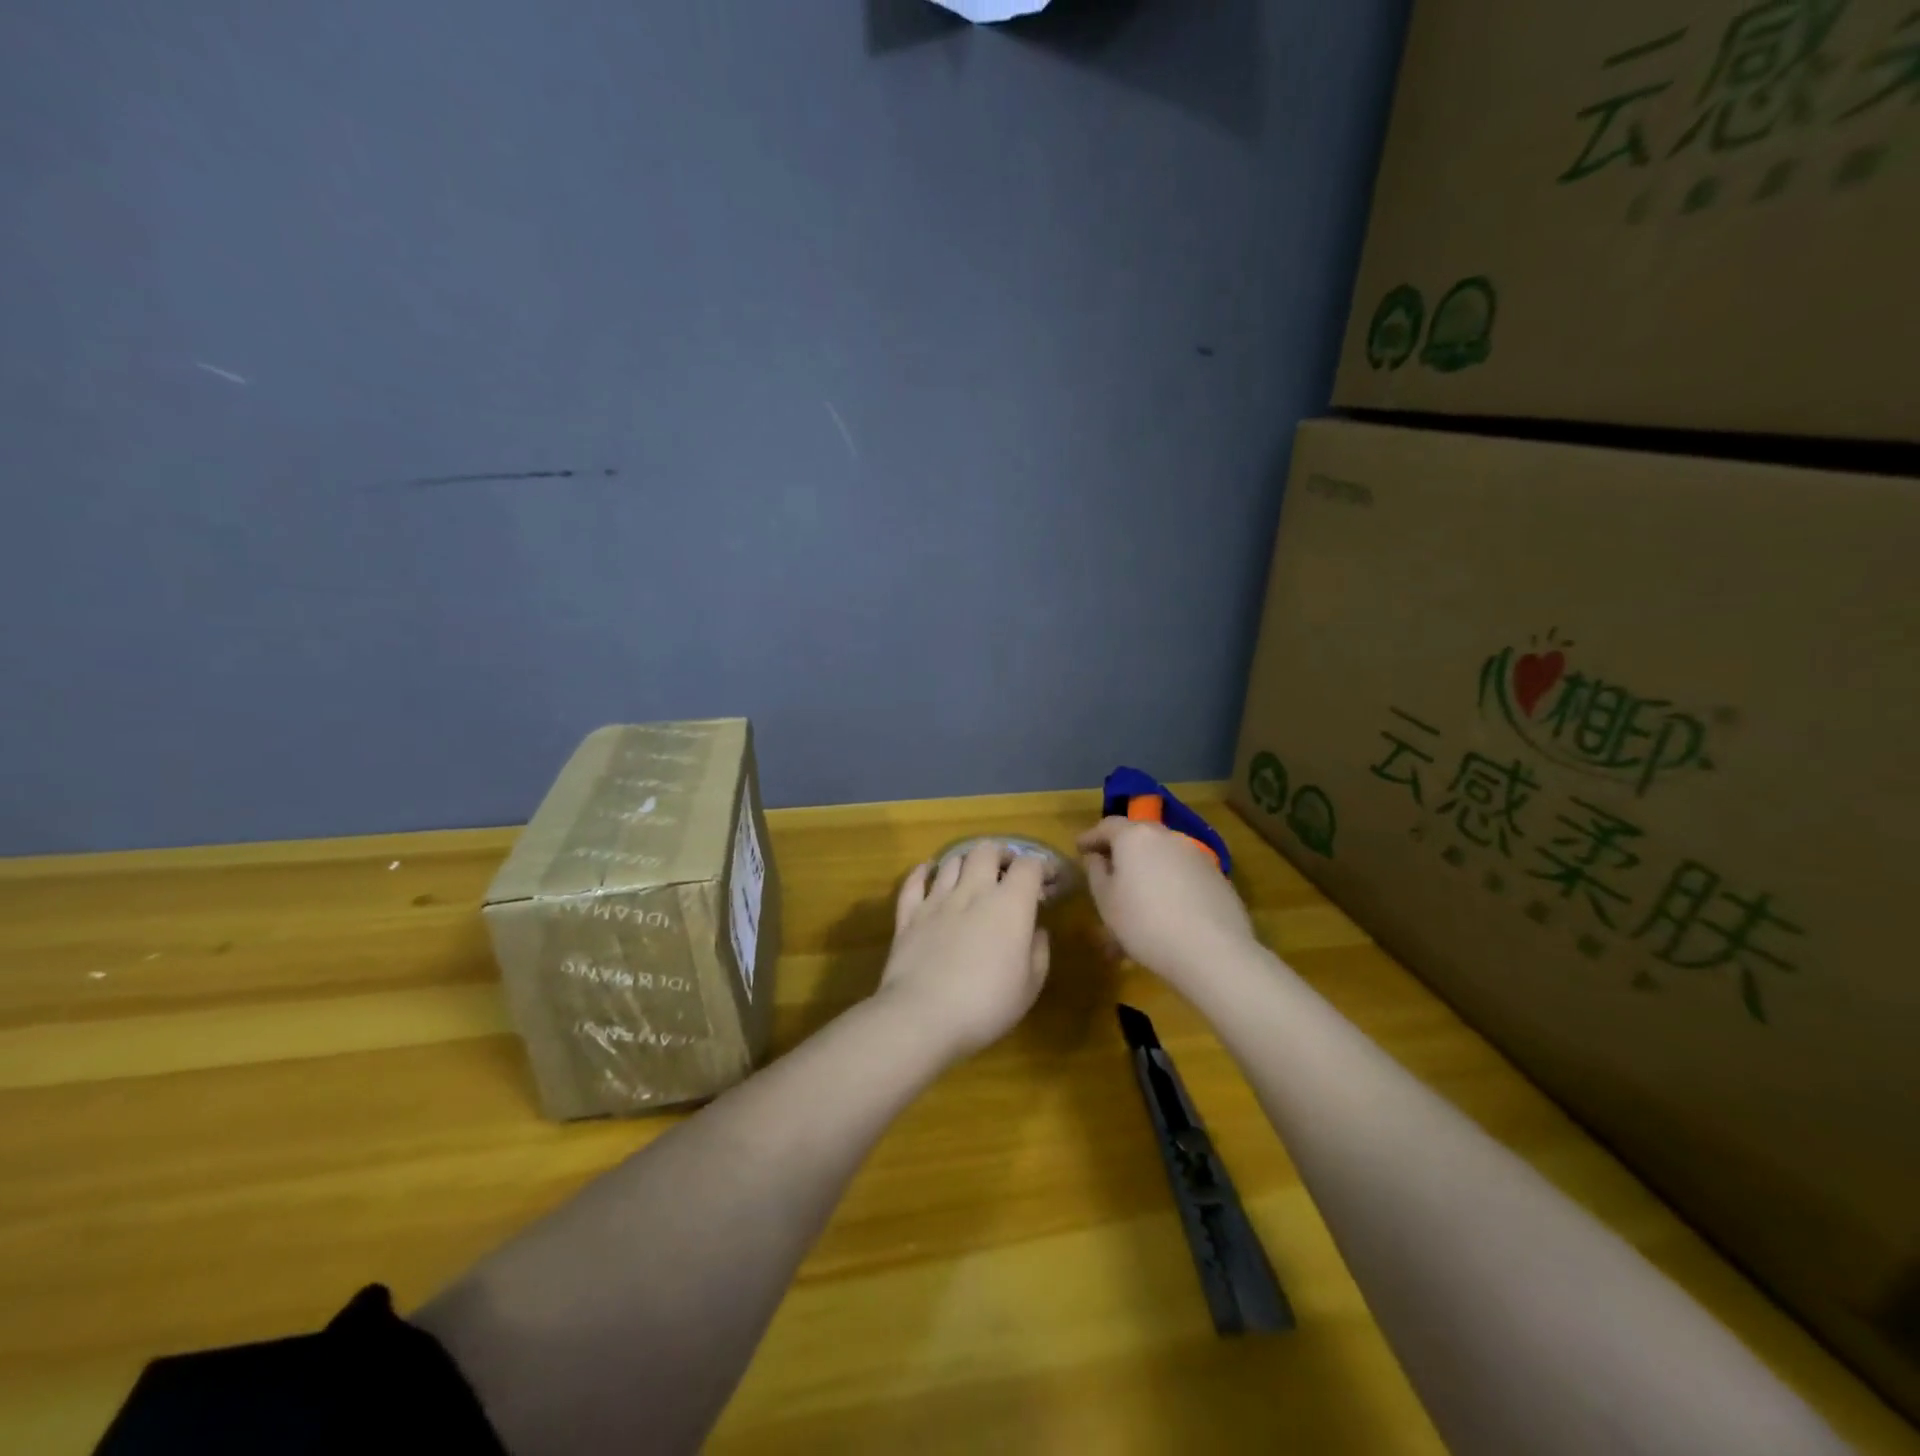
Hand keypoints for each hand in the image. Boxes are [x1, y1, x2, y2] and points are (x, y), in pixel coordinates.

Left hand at [878, 842, 1050, 1059]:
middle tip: (1008, 870)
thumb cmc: (986, 1005)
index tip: (1047, 879)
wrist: (923, 1016)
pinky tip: (927, 871)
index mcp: (1010, 905)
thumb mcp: (1029, 987)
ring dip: (966, 861)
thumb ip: (1038, 952)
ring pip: (951, 861)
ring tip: (972, 874)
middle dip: (1001, 854)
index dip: (1041, 866)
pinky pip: (914, 882)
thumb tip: (1036, 930)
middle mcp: (973, 891)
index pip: (1029, 866)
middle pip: (986, 850)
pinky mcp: (908, 915)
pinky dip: (922, 872)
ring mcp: (936, 900)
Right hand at [1077, 817, 1254, 989]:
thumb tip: (1098, 857)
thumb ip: (1097, 872)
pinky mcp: (1217, 876)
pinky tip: (1167, 906)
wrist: (1212, 951)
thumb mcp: (1106, 901)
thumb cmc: (1145, 923)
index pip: (1107, 826)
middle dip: (1121, 848)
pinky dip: (1169, 881)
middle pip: (1138, 835)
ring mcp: (1196, 854)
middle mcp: (1167, 836)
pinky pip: (1183, 871)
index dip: (1091, 837)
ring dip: (1147, 866)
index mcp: (1135, 836)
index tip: (1080, 848)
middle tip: (1108, 867)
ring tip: (1138, 894)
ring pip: (1163, 854)